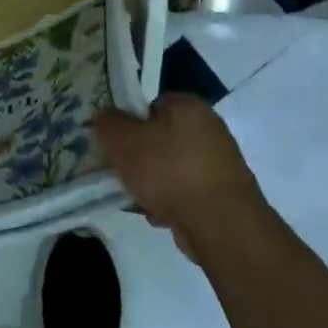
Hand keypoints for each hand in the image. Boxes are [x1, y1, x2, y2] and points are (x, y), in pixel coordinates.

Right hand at [95, 94, 266, 261]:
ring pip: (170, 168)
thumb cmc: (168, 170)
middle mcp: (209, 128)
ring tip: (138, 199)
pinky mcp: (223, 195)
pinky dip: (171, 203)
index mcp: (188, 105)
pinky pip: (185, 192)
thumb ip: (107, 124)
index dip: (129, 122)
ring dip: (152, 184)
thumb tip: (104, 117)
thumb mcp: (123, 140)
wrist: (219, 223)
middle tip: (121, 172)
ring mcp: (219, 163)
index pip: (151, 104)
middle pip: (160, 138)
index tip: (115, 143)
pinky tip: (159, 215)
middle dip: (139, 157)